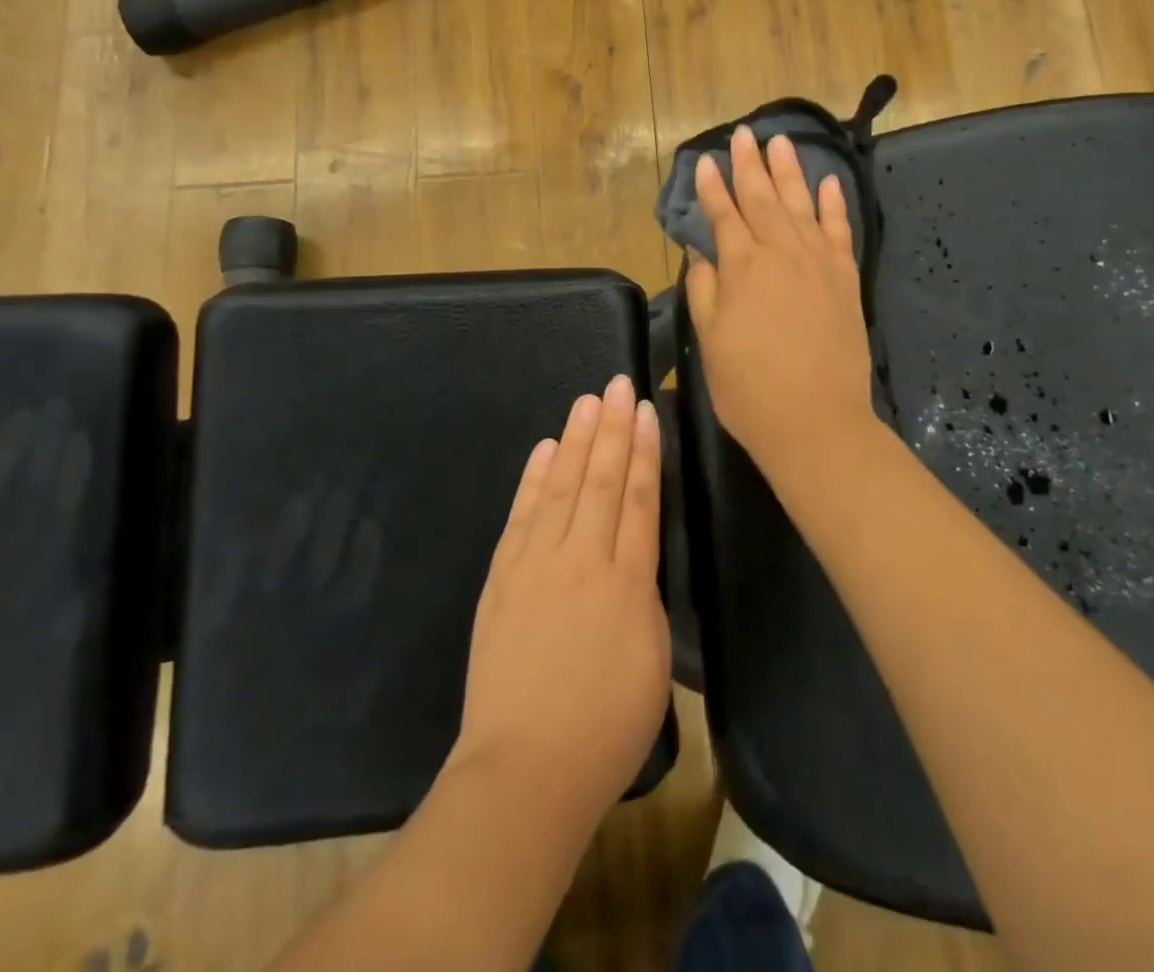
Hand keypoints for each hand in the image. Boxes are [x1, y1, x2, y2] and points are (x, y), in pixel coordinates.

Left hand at [447, 375, 670, 829]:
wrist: (525, 768)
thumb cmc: (606, 726)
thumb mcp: (652, 660)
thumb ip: (644, 596)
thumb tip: (632, 556)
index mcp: (626, 580)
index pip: (638, 498)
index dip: (643, 451)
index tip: (646, 411)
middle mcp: (580, 559)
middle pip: (599, 480)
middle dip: (611, 428)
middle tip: (617, 384)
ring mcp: (534, 564)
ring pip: (559, 486)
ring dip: (574, 440)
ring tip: (586, 402)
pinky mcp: (501, 577)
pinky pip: (521, 515)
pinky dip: (533, 478)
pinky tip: (544, 450)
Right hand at [684, 127, 877, 475]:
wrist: (815, 421)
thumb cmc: (749, 387)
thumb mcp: (710, 341)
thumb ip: (704, 290)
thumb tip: (702, 252)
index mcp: (742, 268)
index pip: (723, 215)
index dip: (711, 188)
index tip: (703, 161)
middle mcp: (781, 253)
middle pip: (763, 199)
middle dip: (749, 165)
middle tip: (743, 134)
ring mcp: (818, 263)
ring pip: (801, 205)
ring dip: (790, 172)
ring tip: (781, 142)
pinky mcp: (845, 279)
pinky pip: (840, 231)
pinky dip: (834, 205)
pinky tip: (829, 183)